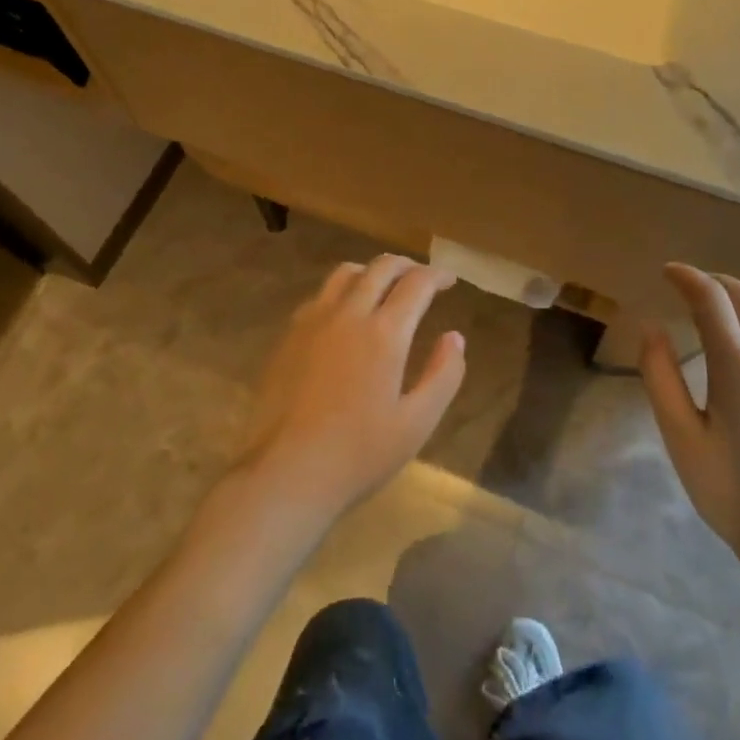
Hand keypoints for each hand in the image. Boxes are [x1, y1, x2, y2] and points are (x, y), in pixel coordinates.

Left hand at [245, 255, 465, 516]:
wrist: (285, 473)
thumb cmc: (359, 454)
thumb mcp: (417, 423)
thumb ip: (443, 375)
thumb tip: (454, 337)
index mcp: (384, 333)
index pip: (416, 284)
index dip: (437, 276)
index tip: (449, 280)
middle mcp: (348, 314)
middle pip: (380, 268)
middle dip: (407, 266)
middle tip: (422, 278)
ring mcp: (312, 322)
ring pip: (345, 273)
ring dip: (371, 271)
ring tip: (384, 286)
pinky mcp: (288, 336)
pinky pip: (319, 295)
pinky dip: (342, 290)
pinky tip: (345, 313)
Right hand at [640, 264, 739, 572]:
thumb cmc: (732, 491)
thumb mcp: (680, 436)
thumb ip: (661, 377)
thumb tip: (654, 329)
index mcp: (739, 365)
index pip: (711, 298)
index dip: (687, 277)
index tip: (667, 271)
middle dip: (715, 281)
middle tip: (688, 285)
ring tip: (718, 307)